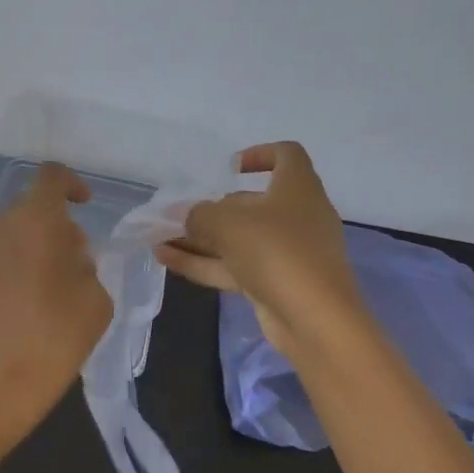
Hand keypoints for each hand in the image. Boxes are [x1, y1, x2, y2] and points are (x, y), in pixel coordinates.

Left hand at [0, 162, 112, 442]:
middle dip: (55, 226)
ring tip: (50, 288)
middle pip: (31, 208)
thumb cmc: (56, 338)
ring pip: (11, 232)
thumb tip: (67, 256)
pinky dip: (12, 265)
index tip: (84, 205)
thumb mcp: (96, 299)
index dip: (71, 184)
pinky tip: (24, 304)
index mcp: (36, 220)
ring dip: (33, 246)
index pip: (51, 177)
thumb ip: (85, 264)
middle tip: (76, 263)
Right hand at [155, 141, 364, 352]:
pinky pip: (235, 266)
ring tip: (159, 238)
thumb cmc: (276, 251)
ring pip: (239, 239)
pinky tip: (167, 260)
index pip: (287, 155)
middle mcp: (296, 216)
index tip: (230, 168)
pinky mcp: (275, 283)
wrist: (314, 318)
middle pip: (252, 203)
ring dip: (200, 238)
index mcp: (297, 187)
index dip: (260, 154)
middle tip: (177, 214)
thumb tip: (186, 216)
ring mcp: (286, 253)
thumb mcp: (228, 223)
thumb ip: (199, 214)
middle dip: (212, 208)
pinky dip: (204, 262)